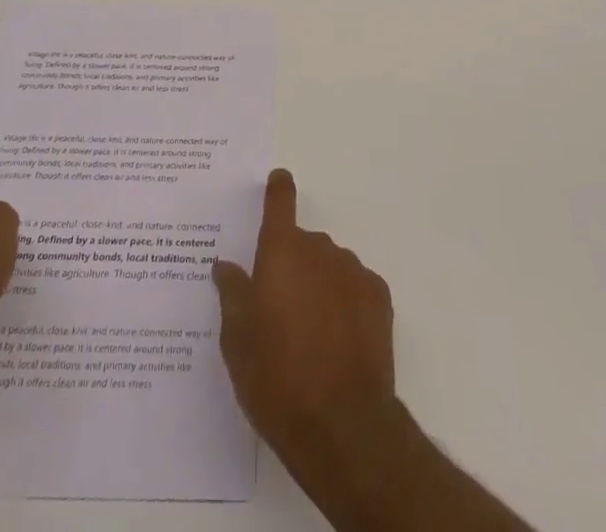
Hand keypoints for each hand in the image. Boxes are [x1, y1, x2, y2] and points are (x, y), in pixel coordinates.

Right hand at [212, 169, 399, 476]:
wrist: (342, 425)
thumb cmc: (276, 378)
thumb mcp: (237, 341)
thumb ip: (232, 294)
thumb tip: (226, 265)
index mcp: (281, 252)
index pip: (280, 201)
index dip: (277, 190)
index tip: (278, 181)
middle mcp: (319, 249)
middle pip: (303, 243)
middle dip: (292, 265)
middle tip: (280, 309)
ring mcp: (353, 271)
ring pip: (330, 266)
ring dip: (319, 285)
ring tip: (310, 335)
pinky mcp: (379, 297)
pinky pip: (355, 287)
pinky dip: (345, 303)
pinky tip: (338, 342)